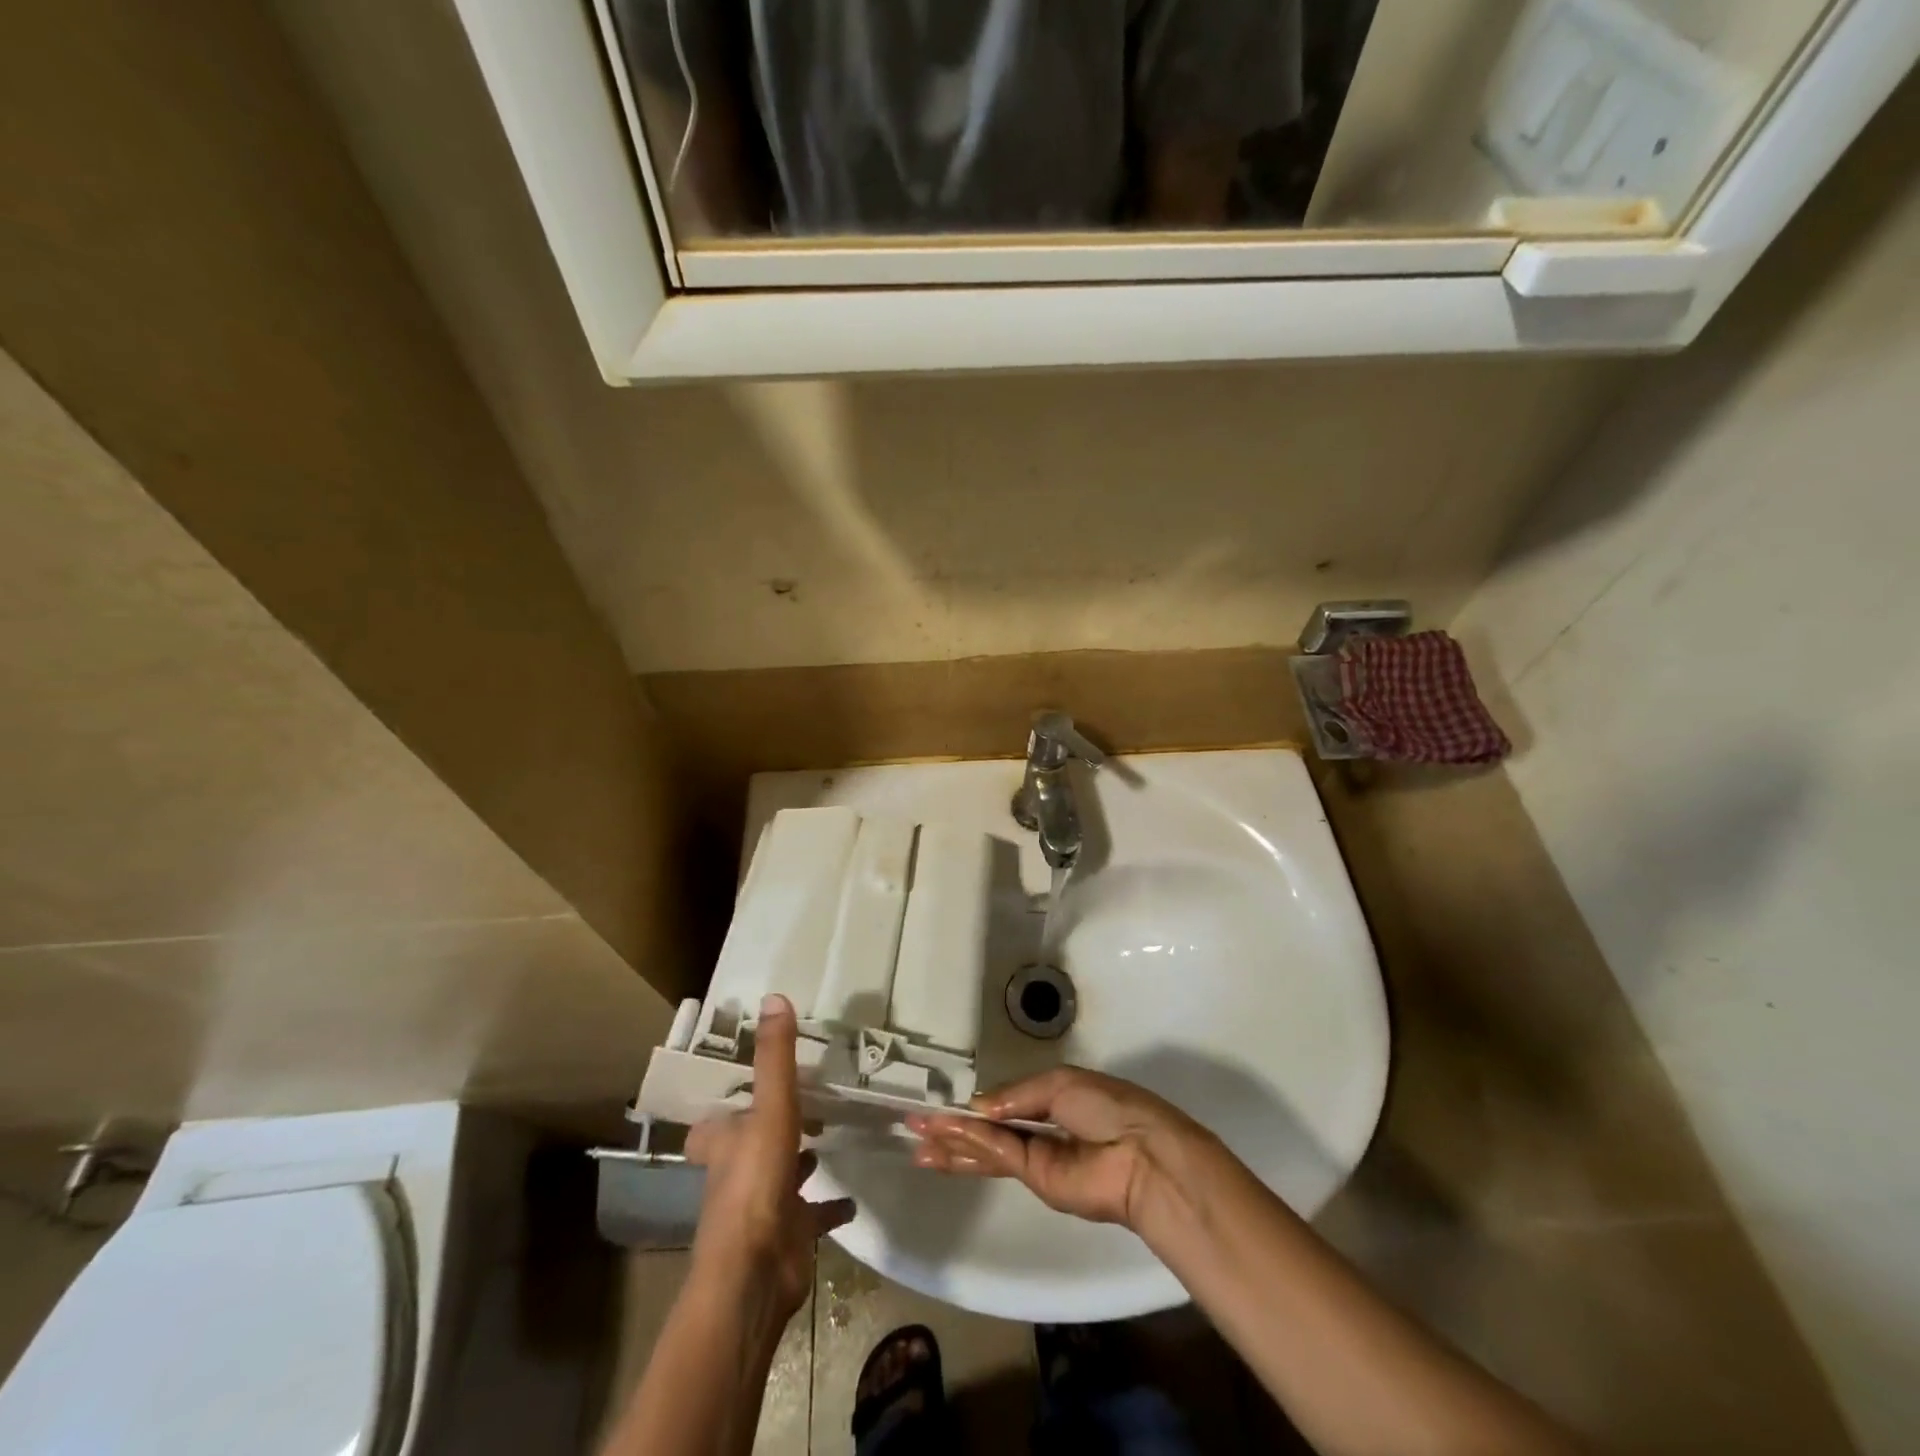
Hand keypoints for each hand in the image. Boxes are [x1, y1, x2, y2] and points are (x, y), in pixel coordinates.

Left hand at [685, 994, 854, 1321]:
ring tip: (828, 1138)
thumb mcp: (770, 1109)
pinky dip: (829, 1208)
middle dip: (770, 1129)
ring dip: (800, 1162)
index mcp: (726, 1144)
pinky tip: (852, 1199)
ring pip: (781, 1177)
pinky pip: (812, 1216)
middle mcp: (739, 1173)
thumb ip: (776, 1057)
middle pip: (749, 1147)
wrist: (755, 1272)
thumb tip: (774, 996)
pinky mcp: (789, 1236)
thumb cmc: (755, 1182)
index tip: (743, 1093)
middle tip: (804, 1105)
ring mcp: (765, 1208)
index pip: (711, 1126)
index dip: (721, 1112)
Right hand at [908, 1067, 1206, 1228]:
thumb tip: (977, 1107)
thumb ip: (1015, 1096)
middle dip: (952, 1128)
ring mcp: (1037, 1159)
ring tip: (917, 1143)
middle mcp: (1040, 1129)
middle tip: (914, 1125)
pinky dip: (971, 1147)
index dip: (974, 1105)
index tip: (941, 1103)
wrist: (1141, 1154)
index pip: (1004, 1102)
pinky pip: (999, 1157)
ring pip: (986, 1149)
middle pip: (988, 1130)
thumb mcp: (1059, 1083)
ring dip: (952, 1145)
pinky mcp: (1037, 1181)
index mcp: (1052, 1098)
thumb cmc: (1106, 1106)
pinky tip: (943, 1143)